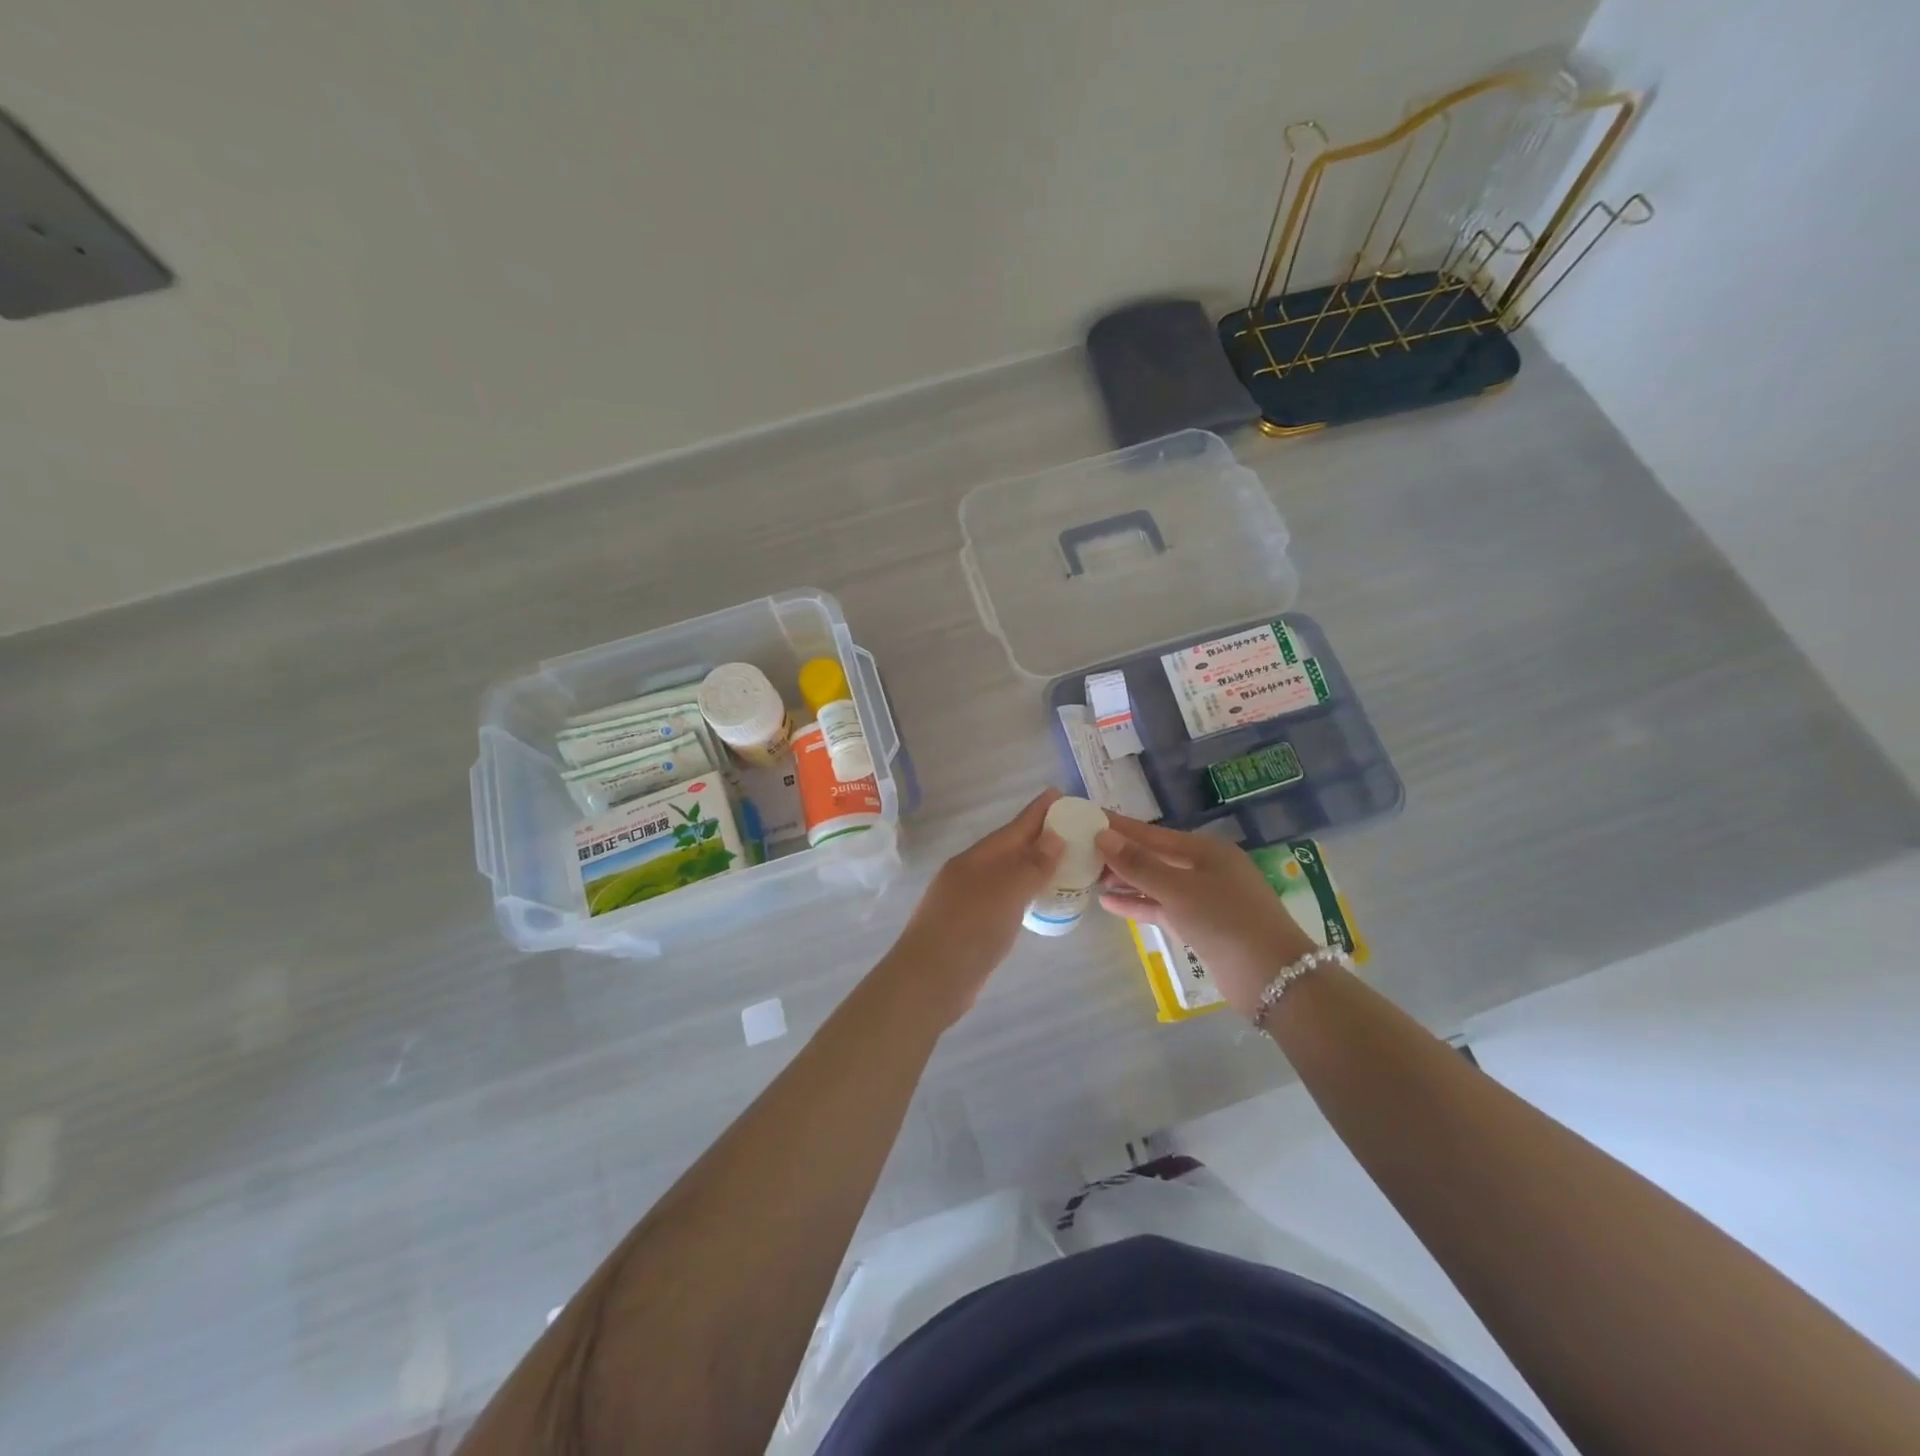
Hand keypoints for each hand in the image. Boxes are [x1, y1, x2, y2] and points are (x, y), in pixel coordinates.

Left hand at [887, 789, 1066, 1027]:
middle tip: (1073, 827)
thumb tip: (1054, 836)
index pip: (1015, 827)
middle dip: (1039, 835)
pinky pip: (1005, 897)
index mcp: (978, 858)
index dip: (1038, 811)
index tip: (1060, 793)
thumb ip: (1032, 865)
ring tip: (1062, 860)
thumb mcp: (1006, 893)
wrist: (929, 981)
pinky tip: (1036, 898)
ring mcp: (968, 899)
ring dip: (1032, 864)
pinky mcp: (971, 925)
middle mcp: (971, 872)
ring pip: (1007, 873)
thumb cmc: (970, 929)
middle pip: (1011, 847)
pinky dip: (1024, 891)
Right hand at [1095, 814, 1317, 1018]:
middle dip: (1118, 854)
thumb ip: (1139, 864)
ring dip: (1124, 880)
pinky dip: (1137, 903)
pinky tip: (1108, 902)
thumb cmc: (1226, 921)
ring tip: (1088, 876)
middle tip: (1079, 849)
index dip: (1119, 827)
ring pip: (1155, 883)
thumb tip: (1102, 836)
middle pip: (1153, 856)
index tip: (1088, 817)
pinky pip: (1161, 907)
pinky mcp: (1199, 925)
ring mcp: (1203, 898)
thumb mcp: (1178, 890)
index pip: (1151, 833)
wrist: (1272, 977)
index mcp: (1205, 850)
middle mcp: (1204, 868)